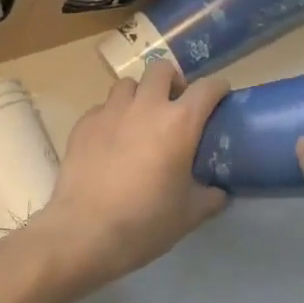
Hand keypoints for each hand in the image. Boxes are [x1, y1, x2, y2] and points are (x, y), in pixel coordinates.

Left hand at [28, 61, 230, 296]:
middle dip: (173, 81)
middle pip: (161, 69)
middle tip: (175, 106)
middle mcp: (145, 107)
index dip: (218, 89)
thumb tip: (219, 192)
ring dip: (139, 94)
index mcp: (179, 123)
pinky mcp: (83, 123)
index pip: (207, 88)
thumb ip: (210, 197)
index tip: (220, 98)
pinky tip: (111, 140)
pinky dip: (112, 116)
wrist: (83, 233)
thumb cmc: (144, 223)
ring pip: (128, 84)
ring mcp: (110, 112)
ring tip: (140, 119)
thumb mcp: (189, 215)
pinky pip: (102, 107)